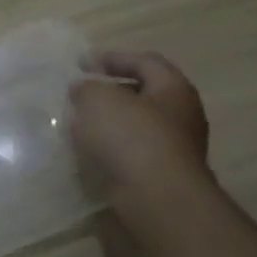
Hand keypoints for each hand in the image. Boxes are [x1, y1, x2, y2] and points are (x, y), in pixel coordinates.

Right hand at [69, 51, 211, 198]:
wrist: (156, 199)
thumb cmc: (131, 137)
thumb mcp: (98, 99)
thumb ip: (86, 87)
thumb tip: (83, 89)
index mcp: (174, 89)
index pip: (145, 62)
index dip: (113, 58)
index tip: (81, 63)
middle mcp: (180, 116)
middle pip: (142, 94)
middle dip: (109, 91)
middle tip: (78, 92)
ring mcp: (173, 148)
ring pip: (134, 125)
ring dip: (107, 122)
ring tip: (76, 121)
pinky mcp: (159, 175)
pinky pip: (130, 152)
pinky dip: (109, 147)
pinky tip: (86, 150)